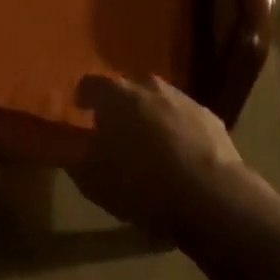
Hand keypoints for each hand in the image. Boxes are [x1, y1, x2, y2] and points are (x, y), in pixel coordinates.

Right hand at [70, 76, 249, 241]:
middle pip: (128, 90)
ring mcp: (184, 100)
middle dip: (120, 107)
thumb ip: (74, 158)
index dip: (84, 97)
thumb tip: (68, 149)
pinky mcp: (211, 118)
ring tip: (150, 147)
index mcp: (116, 95)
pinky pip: (186, 120)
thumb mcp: (92, 180)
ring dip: (151, 118)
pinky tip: (180, 158)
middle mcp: (149, 87)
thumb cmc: (141, 183)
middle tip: (116, 133)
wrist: (210, 195)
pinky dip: (179, 132)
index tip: (81, 111)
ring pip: (159, 102)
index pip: (91, 84)